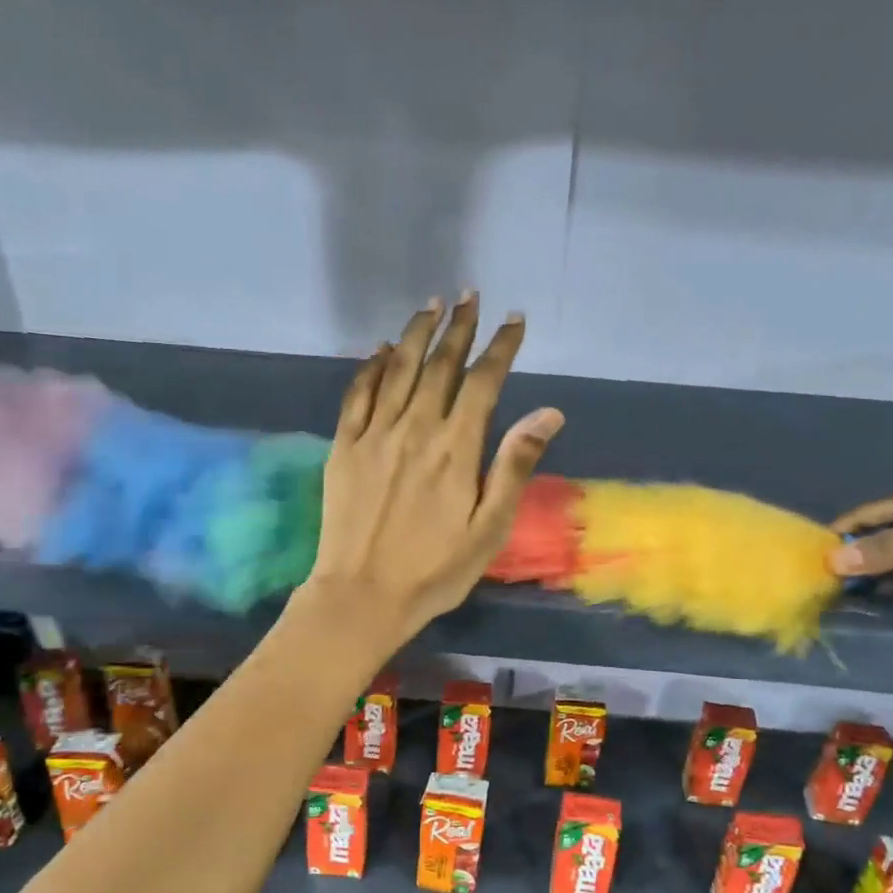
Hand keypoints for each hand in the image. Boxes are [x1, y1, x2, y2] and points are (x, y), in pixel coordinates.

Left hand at [300, 293, 563, 650]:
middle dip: (458, 327)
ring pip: (397, 369)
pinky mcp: (343, 448)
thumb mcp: (489, 529)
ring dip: (416, 333)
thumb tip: (549, 413)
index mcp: (456, 449)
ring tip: (431, 305)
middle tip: (470, 296)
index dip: (500, 347)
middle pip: (439, 365)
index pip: (483, 382)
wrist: (362, 596)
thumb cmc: (435, 570)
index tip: (513, 319)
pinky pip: (357, 394)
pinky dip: (370, 367)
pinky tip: (380, 350)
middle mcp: (415, 429)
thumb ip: (515, 466)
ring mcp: (374, 435)